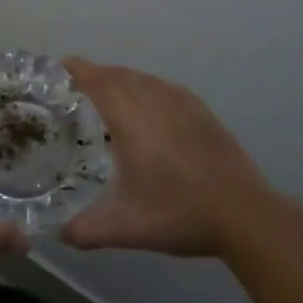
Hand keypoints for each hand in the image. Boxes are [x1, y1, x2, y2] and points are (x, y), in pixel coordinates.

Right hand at [60, 60, 280, 257]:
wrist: (245, 215)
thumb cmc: (179, 213)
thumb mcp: (124, 228)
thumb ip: (84, 230)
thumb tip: (58, 233)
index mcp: (130, 117)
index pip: (97, 80)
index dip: (76, 70)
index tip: (58, 68)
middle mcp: (154, 100)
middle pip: (118, 74)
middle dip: (95, 75)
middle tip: (74, 91)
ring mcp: (182, 103)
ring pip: (143, 79)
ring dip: (121, 81)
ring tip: (106, 98)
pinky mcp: (202, 112)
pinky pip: (164, 88)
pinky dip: (147, 89)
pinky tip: (147, 108)